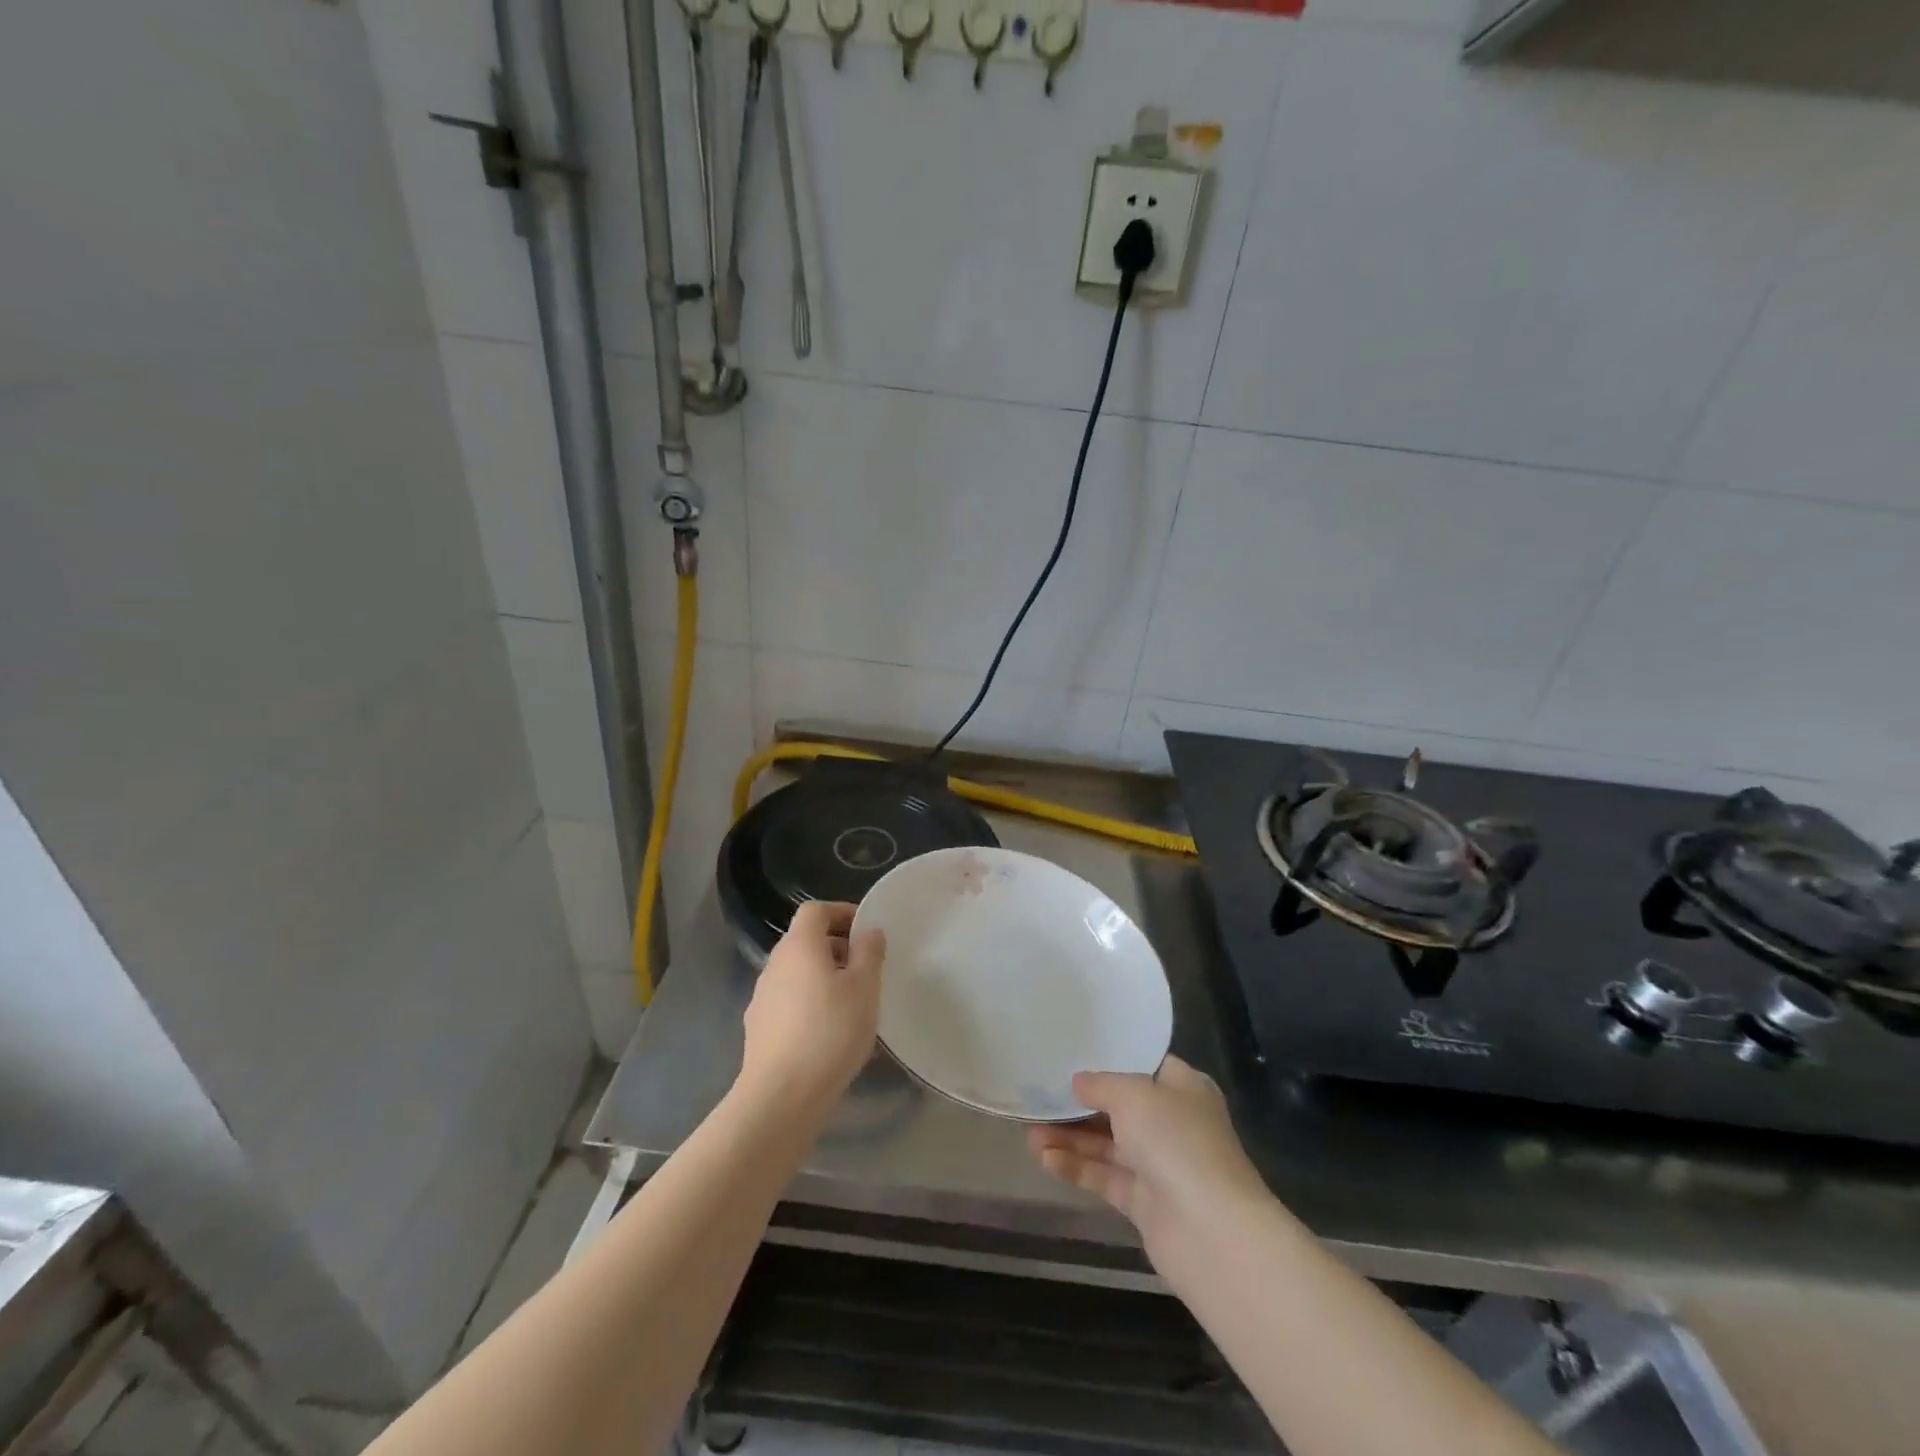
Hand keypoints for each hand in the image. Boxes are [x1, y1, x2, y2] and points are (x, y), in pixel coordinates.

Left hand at [738, 901, 885, 1119]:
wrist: (781, 1096)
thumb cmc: (830, 1031)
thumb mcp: (865, 988)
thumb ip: (869, 953)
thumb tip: (869, 931)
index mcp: (799, 945)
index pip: (815, 910)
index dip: (841, 912)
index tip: (866, 930)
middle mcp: (775, 964)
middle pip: (805, 941)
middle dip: (837, 947)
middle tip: (866, 968)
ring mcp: (762, 997)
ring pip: (797, 973)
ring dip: (824, 976)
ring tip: (852, 1002)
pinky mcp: (759, 1028)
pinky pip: (790, 1001)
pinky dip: (810, 1003)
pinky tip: (829, 1031)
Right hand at [1027, 1055, 1268, 1280]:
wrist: (1211, 1233)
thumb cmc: (1176, 1142)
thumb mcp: (1133, 1095)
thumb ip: (1101, 1085)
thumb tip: (1078, 1082)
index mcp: (1183, 1088)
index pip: (1143, 1065)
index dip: (1110, 1059)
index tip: (1073, 1053)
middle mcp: (1173, 1123)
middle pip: (1119, 1106)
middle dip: (1080, 1103)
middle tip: (1040, 1095)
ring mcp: (1159, 1165)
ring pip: (1107, 1144)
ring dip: (1070, 1137)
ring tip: (1028, 1131)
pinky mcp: (1145, 1203)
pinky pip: (1105, 1177)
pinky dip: (1076, 1167)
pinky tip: (1043, 1158)